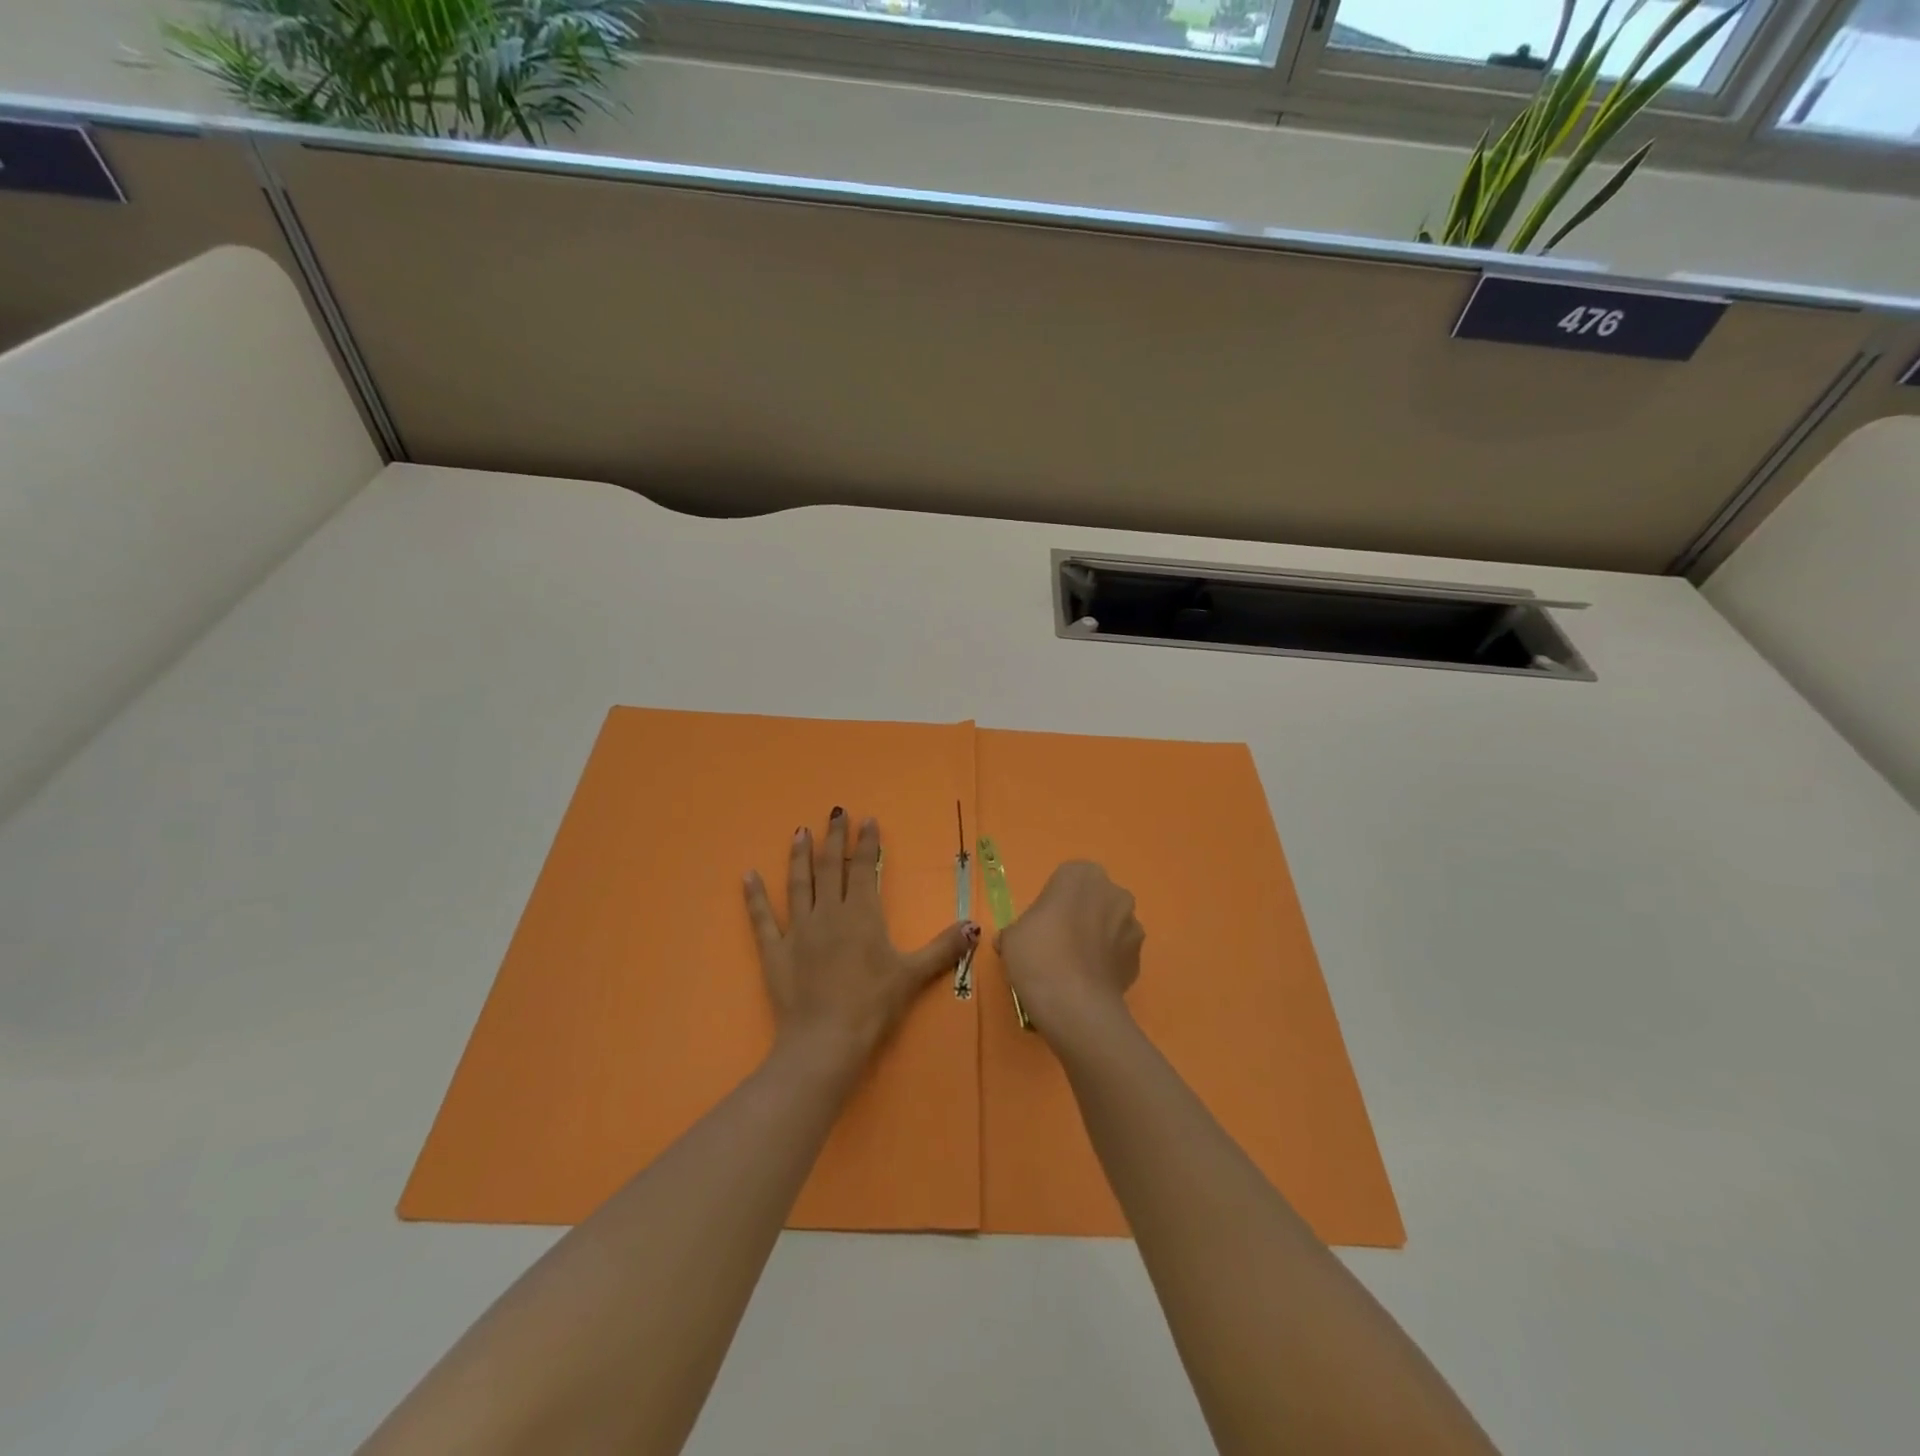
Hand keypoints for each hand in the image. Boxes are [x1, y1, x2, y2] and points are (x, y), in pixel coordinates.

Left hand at [744, 808, 977, 1071]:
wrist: (825, 1041)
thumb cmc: (872, 1006)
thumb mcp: (913, 975)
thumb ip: (943, 948)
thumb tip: (974, 925)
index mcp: (861, 915)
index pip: (864, 869)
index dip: (867, 843)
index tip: (867, 820)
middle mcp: (828, 913)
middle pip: (831, 868)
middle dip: (835, 838)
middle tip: (835, 813)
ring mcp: (798, 930)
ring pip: (798, 884)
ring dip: (799, 857)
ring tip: (800, 832)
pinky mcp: (774, 951)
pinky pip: (762, 918)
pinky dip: (754, 896)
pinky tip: (747, 876)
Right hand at [997, 861, 1144, 1038]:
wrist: (1075, 1005)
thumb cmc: (1039, 955)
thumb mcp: (1012, 936)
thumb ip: (1019, 928)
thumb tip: (1017, 940)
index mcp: (1081, 875)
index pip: (1066, 879)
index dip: (1052, 901)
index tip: (1040, 925)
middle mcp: (1113, 892)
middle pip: (1093, 899)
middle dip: (1080, 915)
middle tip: (1057, 944)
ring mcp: (1132, 924)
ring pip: (1110, 925)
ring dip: (1097, 938)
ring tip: (1074, 968)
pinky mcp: (1141, 957)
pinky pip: (1119, 953)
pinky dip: (1107, 962)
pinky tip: (1088, 982)